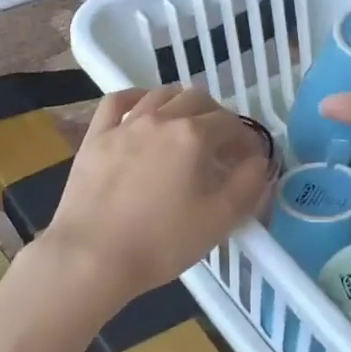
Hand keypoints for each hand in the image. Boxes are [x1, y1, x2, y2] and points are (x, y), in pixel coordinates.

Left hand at [40, 87, 272, 305]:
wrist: (92, 256)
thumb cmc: (161, 243)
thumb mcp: (219, 220)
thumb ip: (248, 185)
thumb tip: (258, 161)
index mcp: (194, 136)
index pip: (232, 124)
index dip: (246, 140)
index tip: (249, 161)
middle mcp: (160, 119)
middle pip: (198, 99)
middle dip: (217, 118)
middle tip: (220, 147)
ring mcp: (124, 125)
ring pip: (160, 94)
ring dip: (181, 104)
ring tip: (186, 128)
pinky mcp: (96, 137)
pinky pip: (117, 101)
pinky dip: (136, 97)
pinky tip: (142, 108)